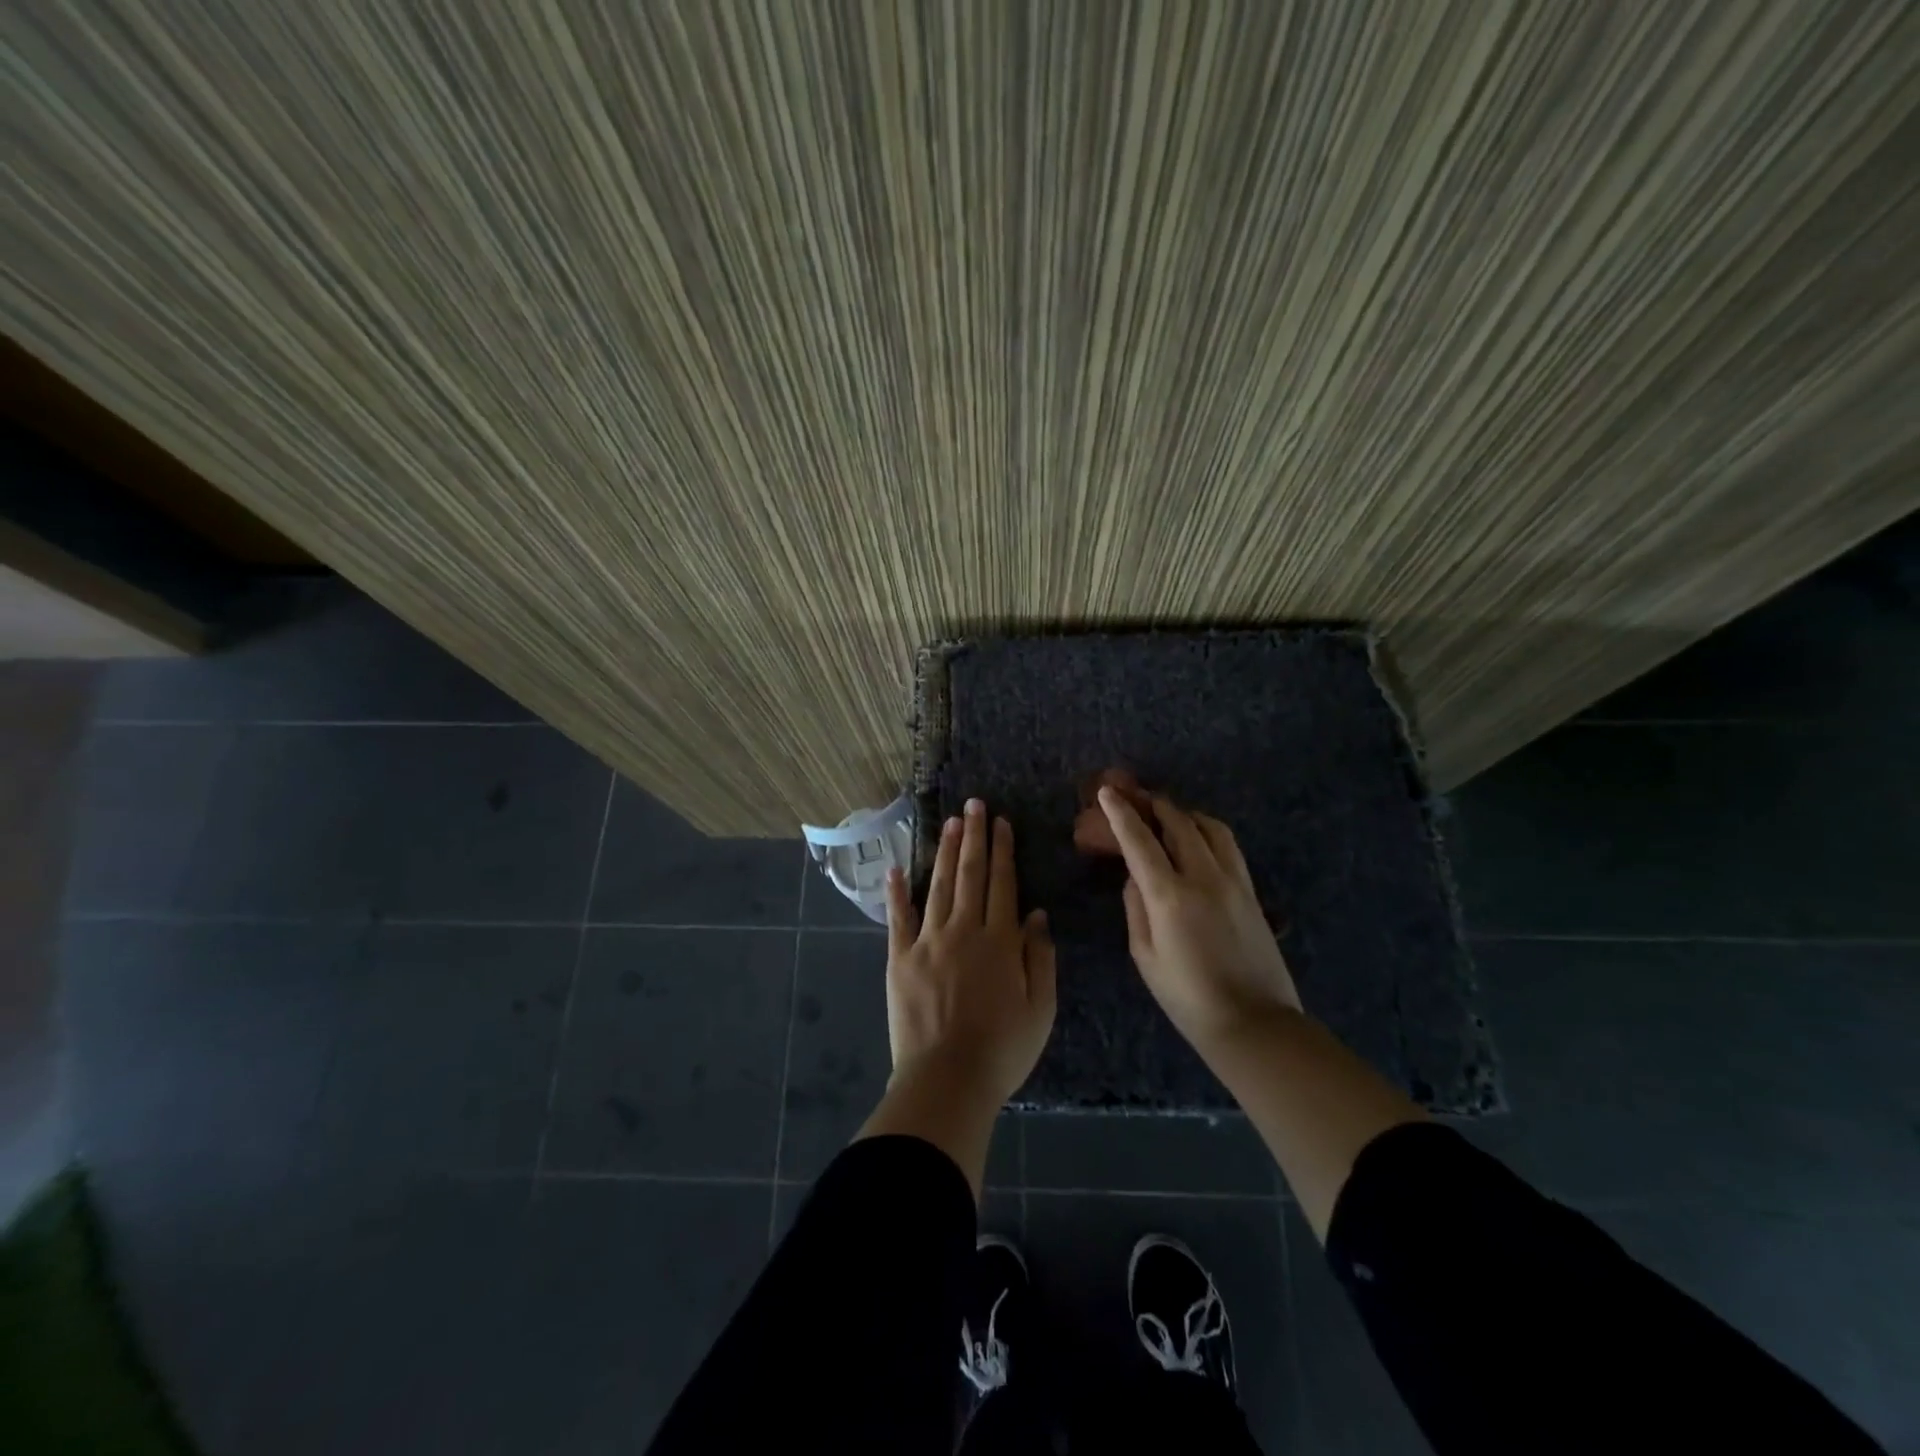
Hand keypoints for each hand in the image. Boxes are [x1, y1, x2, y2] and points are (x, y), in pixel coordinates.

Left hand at [883, 798, 1056, 1109]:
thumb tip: (1035, 915)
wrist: (947, 1080)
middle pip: (971, 875)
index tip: (1000, 822)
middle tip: (973, 805)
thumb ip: (1040, 958)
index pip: (1003, 884)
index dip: (1003, 851)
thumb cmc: (1002, 1050)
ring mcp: (928, 942)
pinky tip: (897, 869)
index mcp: (1000, 942)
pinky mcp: (899, 959)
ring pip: (939, 887)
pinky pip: (898, 919)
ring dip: (946, 852)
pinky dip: (897, 892)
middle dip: (974, 837)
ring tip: (950, 823)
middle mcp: (963, 931)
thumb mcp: (1040, 1009)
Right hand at [1098, 786, 1301, 1053]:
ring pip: (1210, 828)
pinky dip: (1208, 831)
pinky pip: (1228, 846)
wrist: (1254, 1023)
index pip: (1140, 842)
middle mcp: (1204, 877)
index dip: (1120, 814)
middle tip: (1137, 798)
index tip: (1107, 792)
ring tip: (1169, 816)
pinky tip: (1199, 839)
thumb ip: (1136, 908)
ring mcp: (1234, 881)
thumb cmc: (1188, 998)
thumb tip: (1135, 877)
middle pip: (1179, 823)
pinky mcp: (1252, 891)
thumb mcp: (1145, 956)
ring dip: (1185, 814)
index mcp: (1170, 896)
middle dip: (1155, 805)